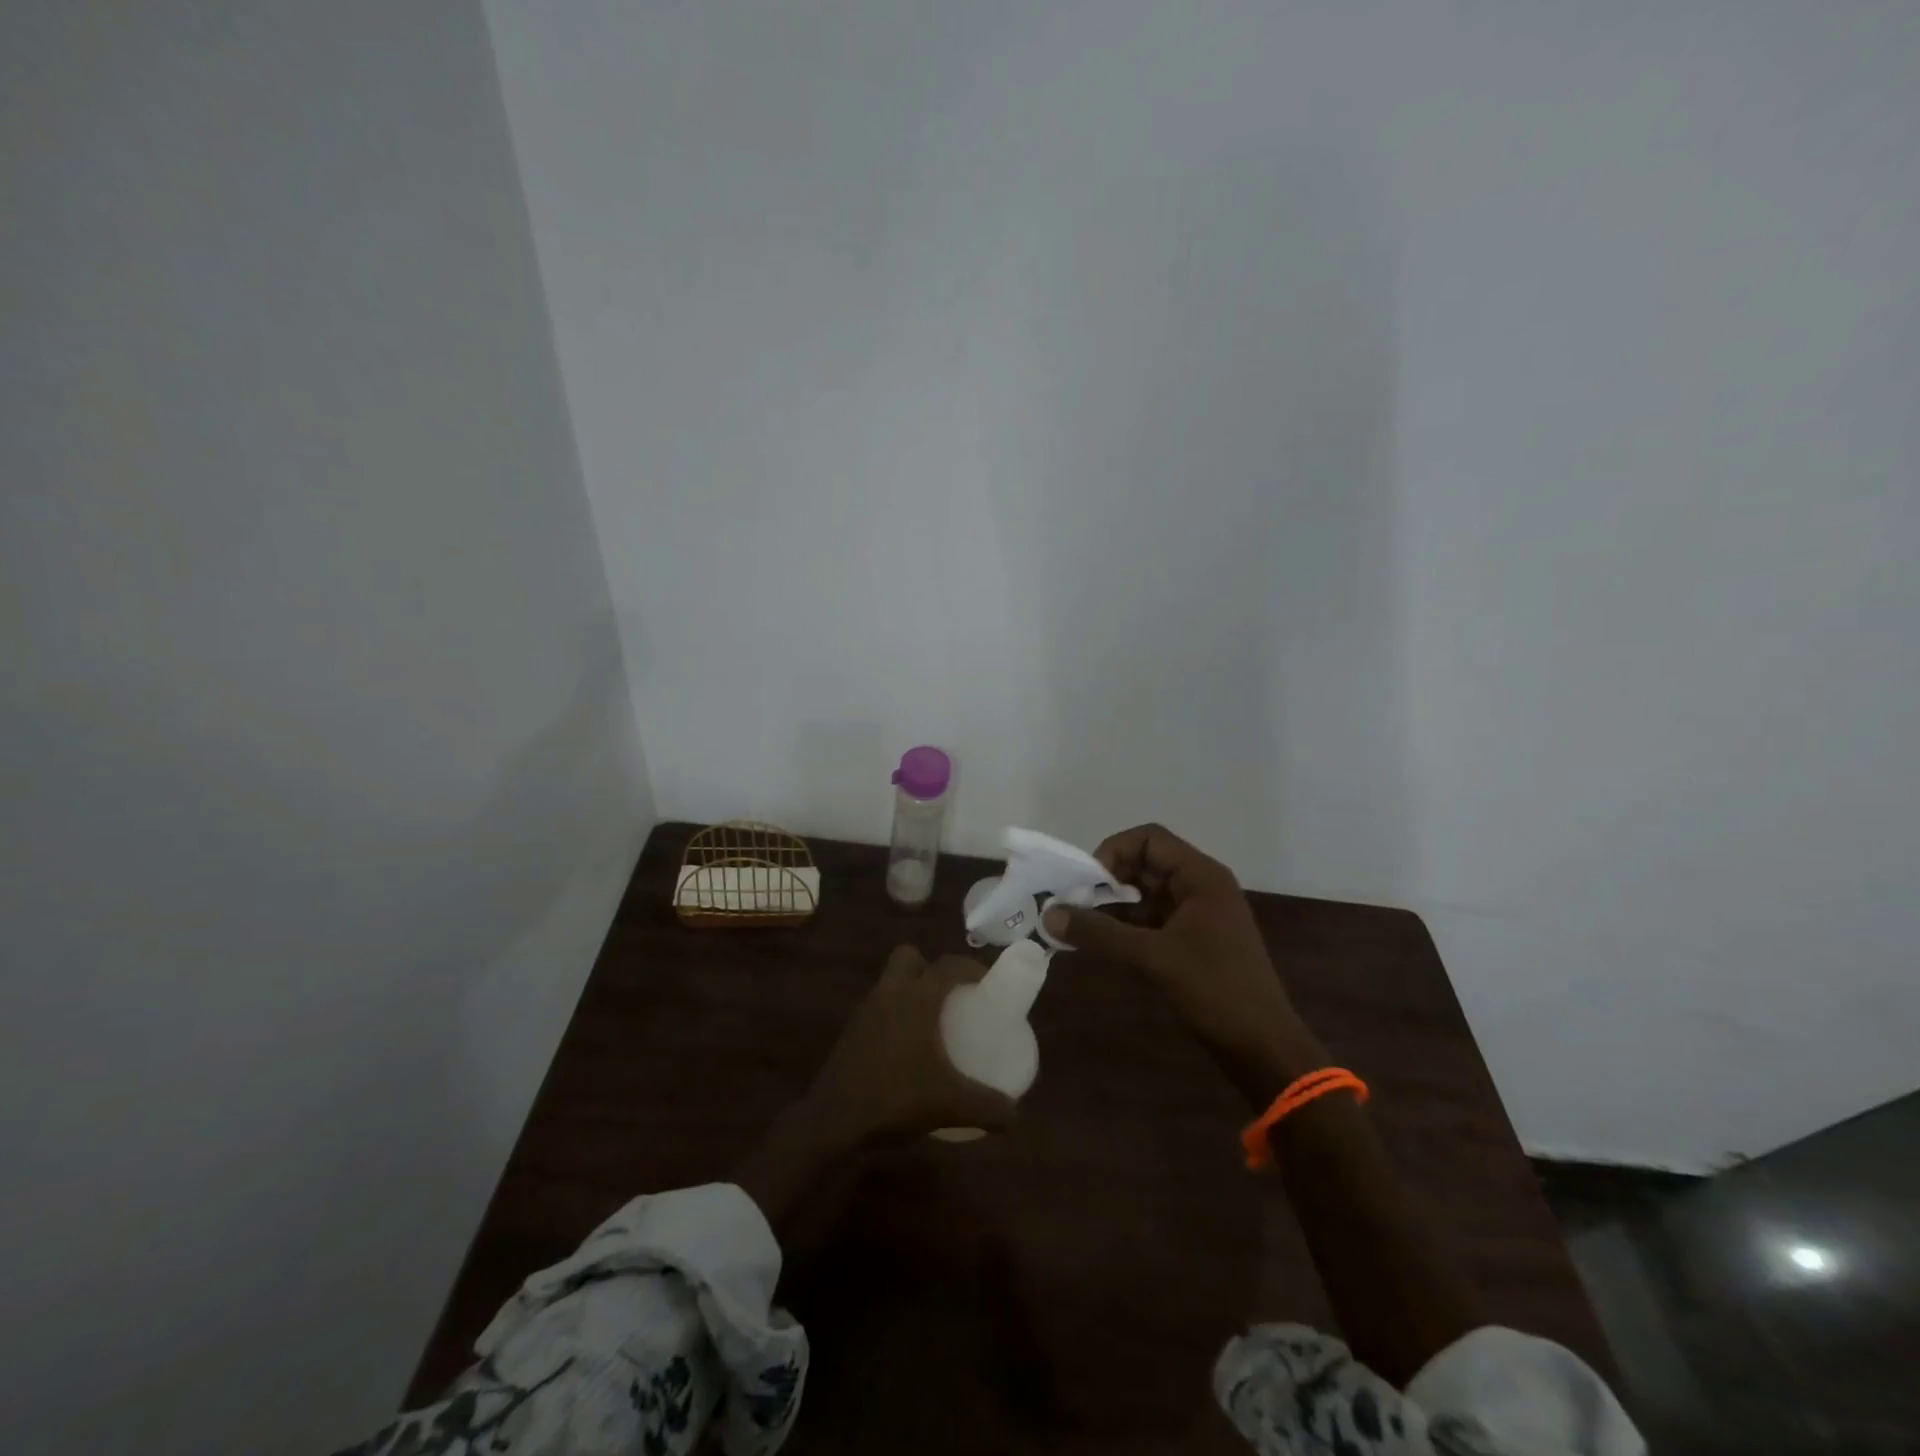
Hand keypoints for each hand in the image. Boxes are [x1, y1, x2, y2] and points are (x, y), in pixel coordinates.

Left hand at [802, 945, 1019, 1146]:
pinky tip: (906, 1046)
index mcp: (917, 997)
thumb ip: (989, 1107)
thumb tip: (1016, 1115)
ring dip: (911, 989)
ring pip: (891, 980)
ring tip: (932, 1021)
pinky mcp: (852, 1028)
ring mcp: (866, 1008)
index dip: (972, 968)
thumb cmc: (895, 1098)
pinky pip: (879, 1005)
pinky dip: (894, 1013)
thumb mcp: (951, 1105)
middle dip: (931, 967)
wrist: (833, 1119)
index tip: (988, 984)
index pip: (949, 964)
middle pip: (910, 956)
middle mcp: (890, 992)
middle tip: (952, 996)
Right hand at [1042, 824, 1326, 1105]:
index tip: (1086, 882)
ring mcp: (1199, 914)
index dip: (1113, 851)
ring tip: (1079, 925)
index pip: (1148, 839)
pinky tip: (1101, 943)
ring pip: (1146, 894)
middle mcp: (1201, 886)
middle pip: (1145, 863)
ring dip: (1113, 905)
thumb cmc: (1215, 990)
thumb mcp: (1152, 958)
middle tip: (1074, 904)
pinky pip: (1153, 919)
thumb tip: (1048, 914)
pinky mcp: (1194, 941)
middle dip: (1107, 880)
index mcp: (1201, 876)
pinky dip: (1126, 926)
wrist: (1263, 1047)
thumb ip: (1099, 933)